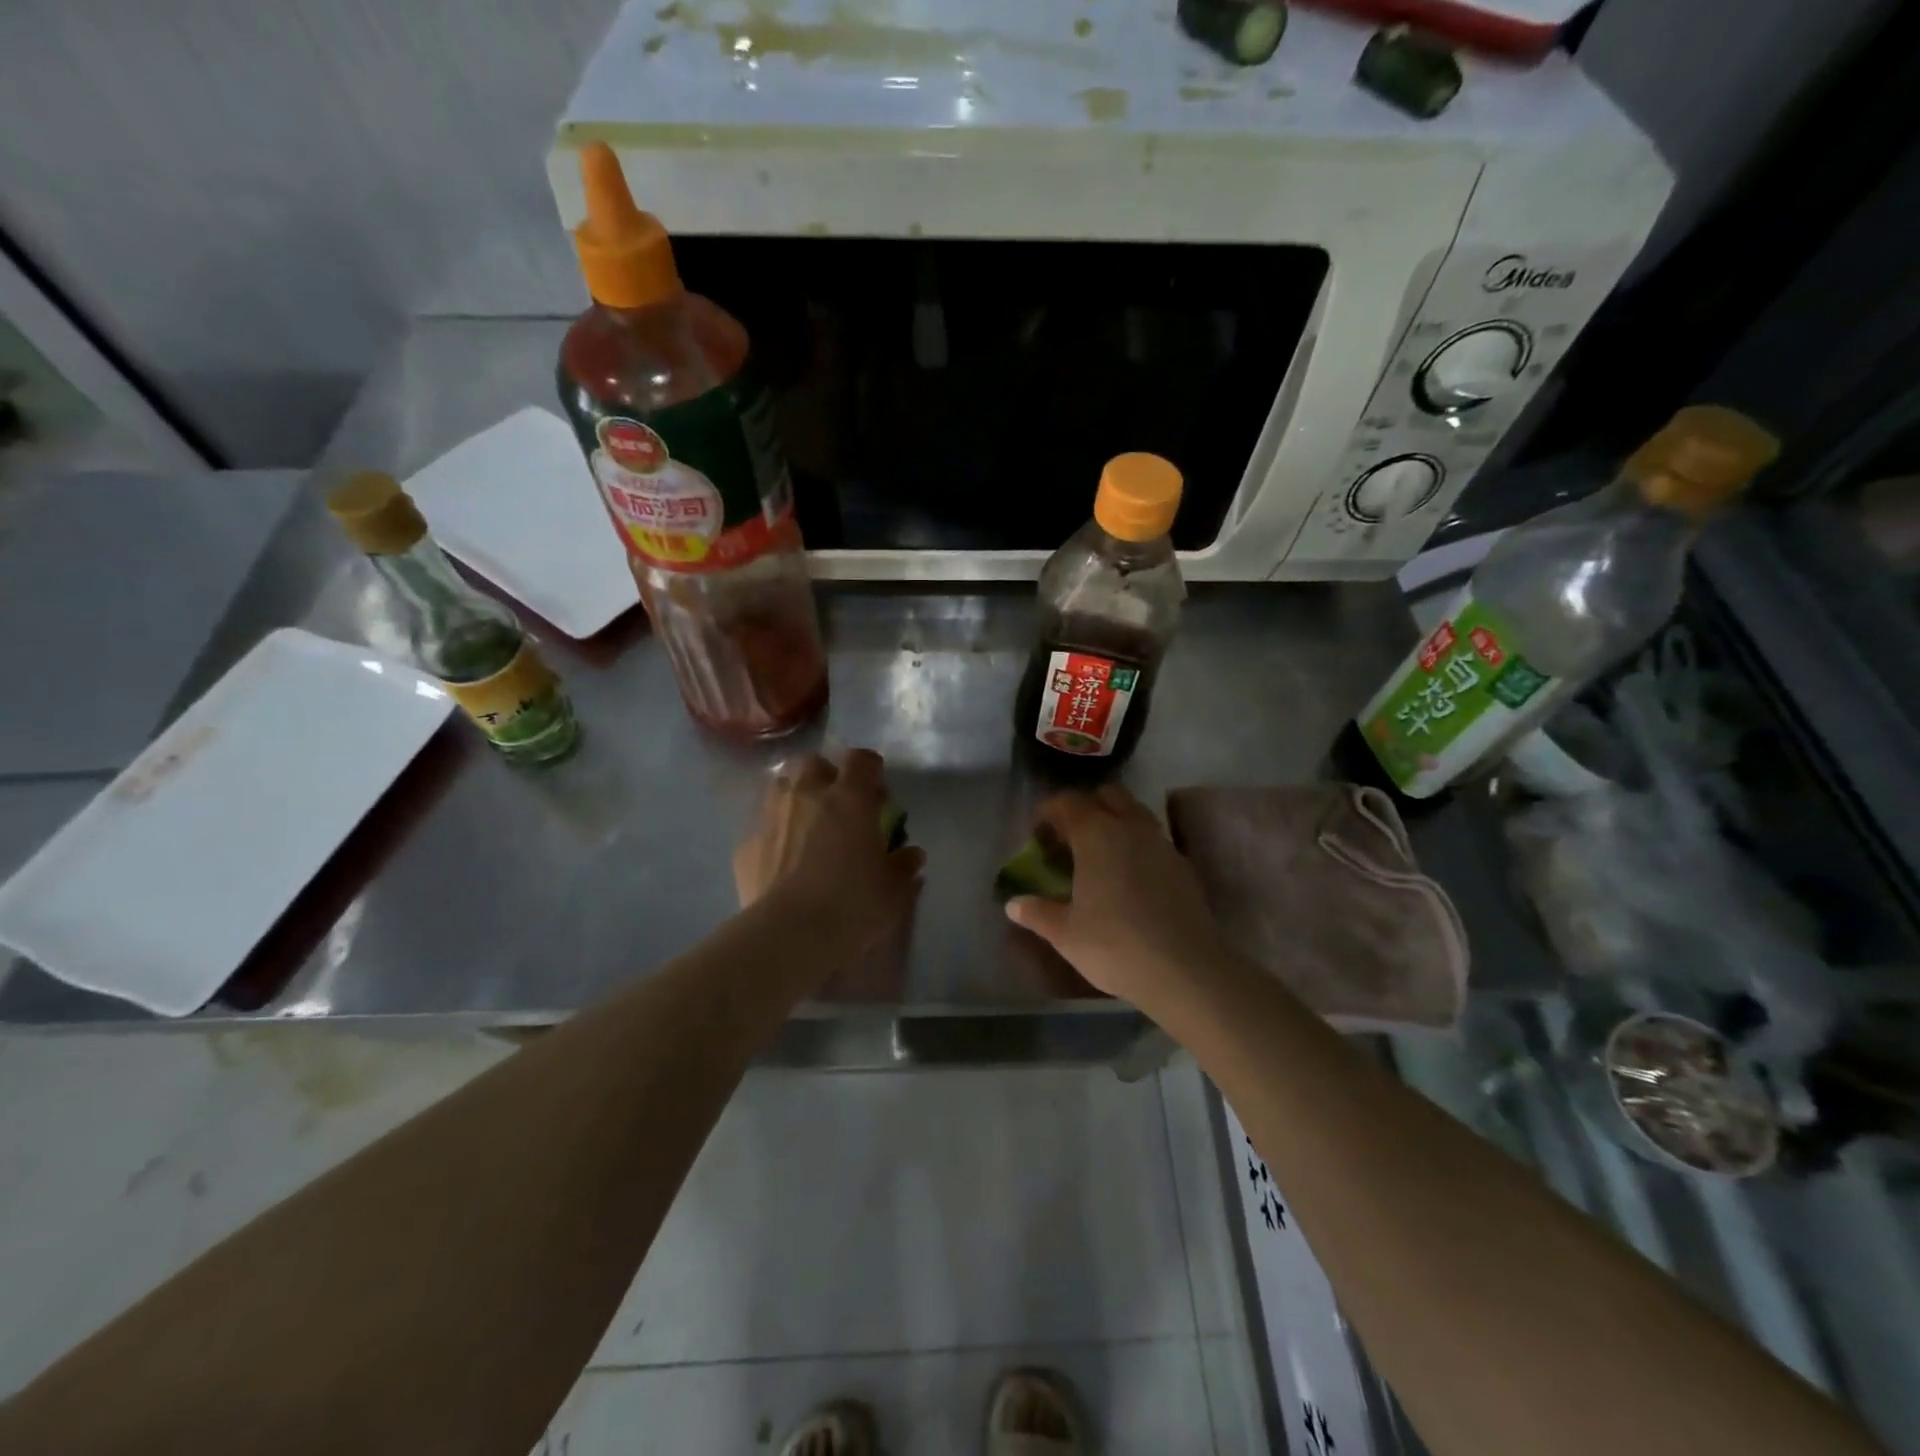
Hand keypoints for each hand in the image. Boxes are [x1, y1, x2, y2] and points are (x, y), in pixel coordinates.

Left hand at [734, 750, 924, 948]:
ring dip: (796, 798)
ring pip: (781, 786)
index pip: (861, 759)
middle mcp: (807, 795)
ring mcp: (771, 816)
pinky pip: (763, 826)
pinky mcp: (746, 844)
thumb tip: (910, 854)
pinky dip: (775, 834)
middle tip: (838, 806)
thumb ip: (904, 865)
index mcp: (849, 798)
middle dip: (825, 776)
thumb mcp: (893, 890)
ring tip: (807, 827)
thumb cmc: (852, 905)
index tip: (877, 792)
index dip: (870, 769)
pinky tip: (782, 860)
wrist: (788, 935)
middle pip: (812, 763)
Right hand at [1003, 785, 1234, 1009]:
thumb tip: (1013, 905)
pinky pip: (1155, 841)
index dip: (1049, 812)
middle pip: (1108, 795)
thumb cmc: (1114, 945)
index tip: (1037, 835)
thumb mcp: (1065, 933)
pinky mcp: (1184, 866)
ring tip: (1101, 857)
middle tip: (1071, 839)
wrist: (1184, 971)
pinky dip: (1139, 847)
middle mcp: (1131, 827)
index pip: (1068, 802)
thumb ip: (1037, 913)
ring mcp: (1163, 844)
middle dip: (1087, 808)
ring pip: (1136, 814)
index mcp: (1097, 834)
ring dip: (1116, 824)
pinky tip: (1131, 879)